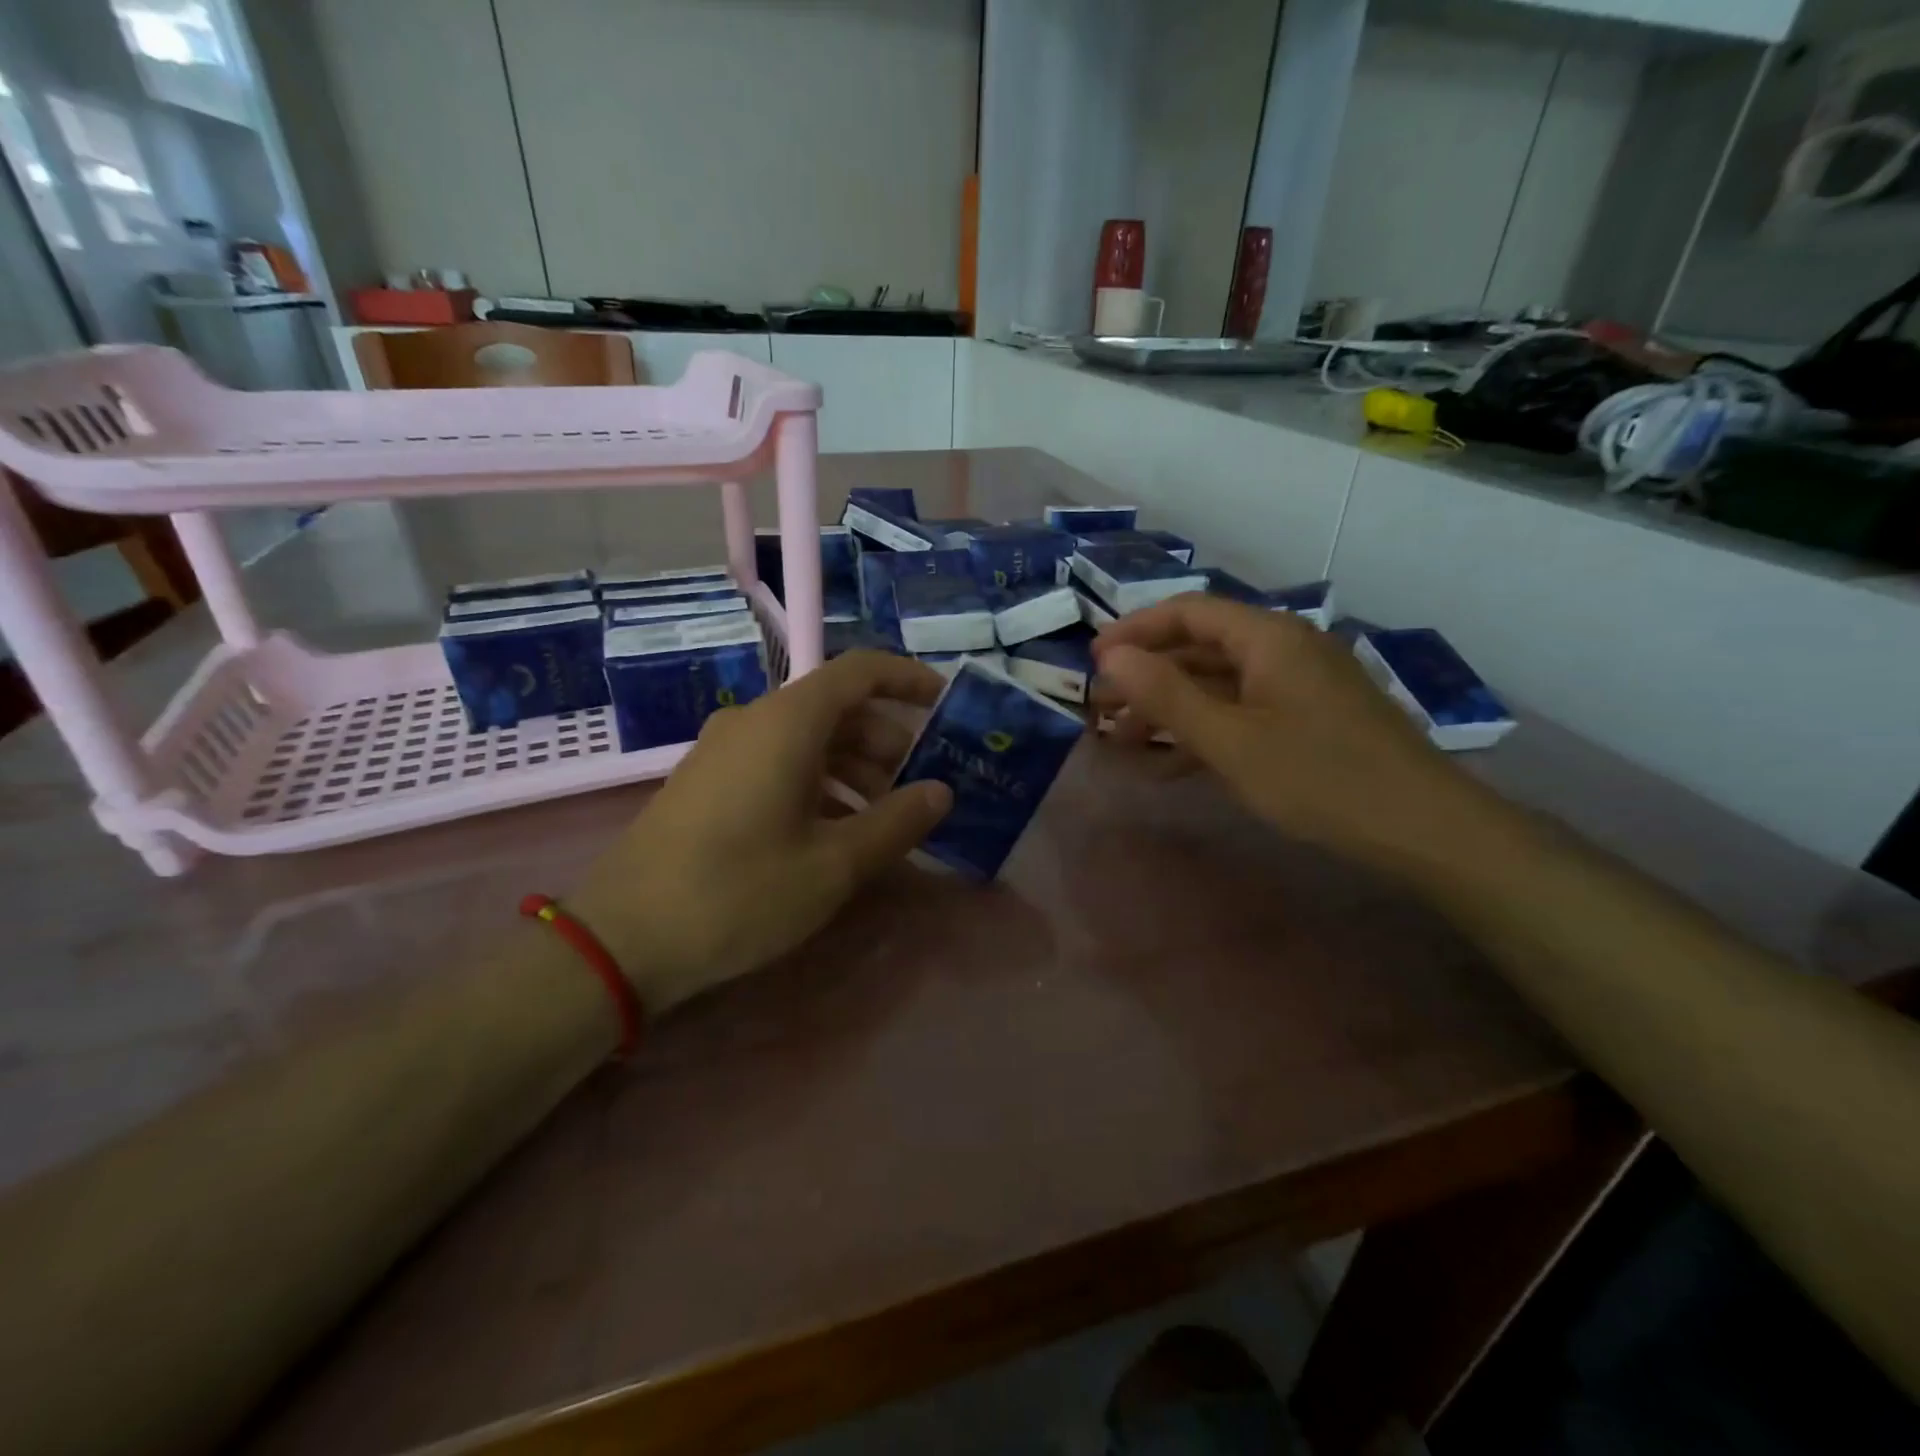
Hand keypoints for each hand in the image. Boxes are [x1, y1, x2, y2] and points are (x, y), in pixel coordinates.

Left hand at [567, 651, 952, 1011]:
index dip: (907, 679)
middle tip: (918, 787)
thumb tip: (940, 792)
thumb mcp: (833, 865)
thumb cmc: (739, 893)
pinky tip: (832, 833)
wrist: (621, 939)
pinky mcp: (706, 782)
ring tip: (882, 819)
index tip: (945, 704)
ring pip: (806, 738)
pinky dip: (817, 782)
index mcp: (787, 723)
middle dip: (886, 740)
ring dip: (853, 767)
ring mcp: (723, 751)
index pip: (859, 671)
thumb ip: (896, 822)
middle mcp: (753, 721)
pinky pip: (776, 762)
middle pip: (836, 708)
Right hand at [1092, 595, 1495, 873]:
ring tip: (1122, 740)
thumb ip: (1167, 695)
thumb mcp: (1230, 739)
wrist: (1422, 828)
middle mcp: (1285, 647)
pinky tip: (1170, 764)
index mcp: (1268, 636)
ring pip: (1219, 683)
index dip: (1135, 631)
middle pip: (1200, 646)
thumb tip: (1112, 657)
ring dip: (1170, 707)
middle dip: (1147, 675)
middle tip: (1100, 707)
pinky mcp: (1309, 718)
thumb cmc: (1318, 777)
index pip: (1187, 611)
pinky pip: (1243, 710)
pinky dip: (1204, 729)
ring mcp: (1300, 684)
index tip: (1092, 661)